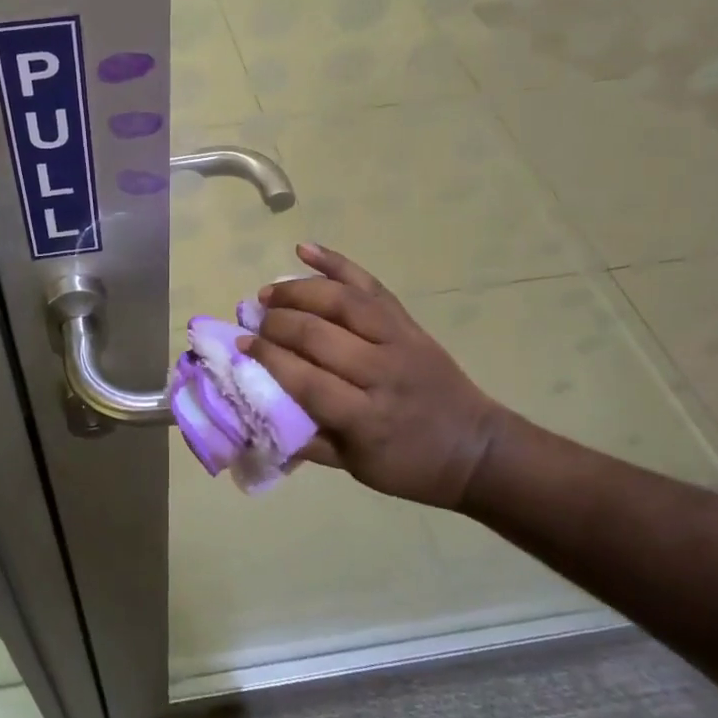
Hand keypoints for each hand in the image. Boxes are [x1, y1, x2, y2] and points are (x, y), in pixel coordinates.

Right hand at [238, 244, 515, 508]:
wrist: (476, 448)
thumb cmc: (410, 465)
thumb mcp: (356, 468)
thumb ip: (307, 440)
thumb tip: (256, 413)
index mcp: (367, 418)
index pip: (307, 379)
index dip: (268, 358)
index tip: (241, 346)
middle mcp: (382, 372)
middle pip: (318, 335)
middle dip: (277, 324)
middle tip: (253, 323)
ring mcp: (399, 340)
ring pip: (341, 302)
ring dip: (298, 291)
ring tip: (269, 293)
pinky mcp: (408, 322)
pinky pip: (369, 285)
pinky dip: (336, 263)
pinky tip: (304, 249)